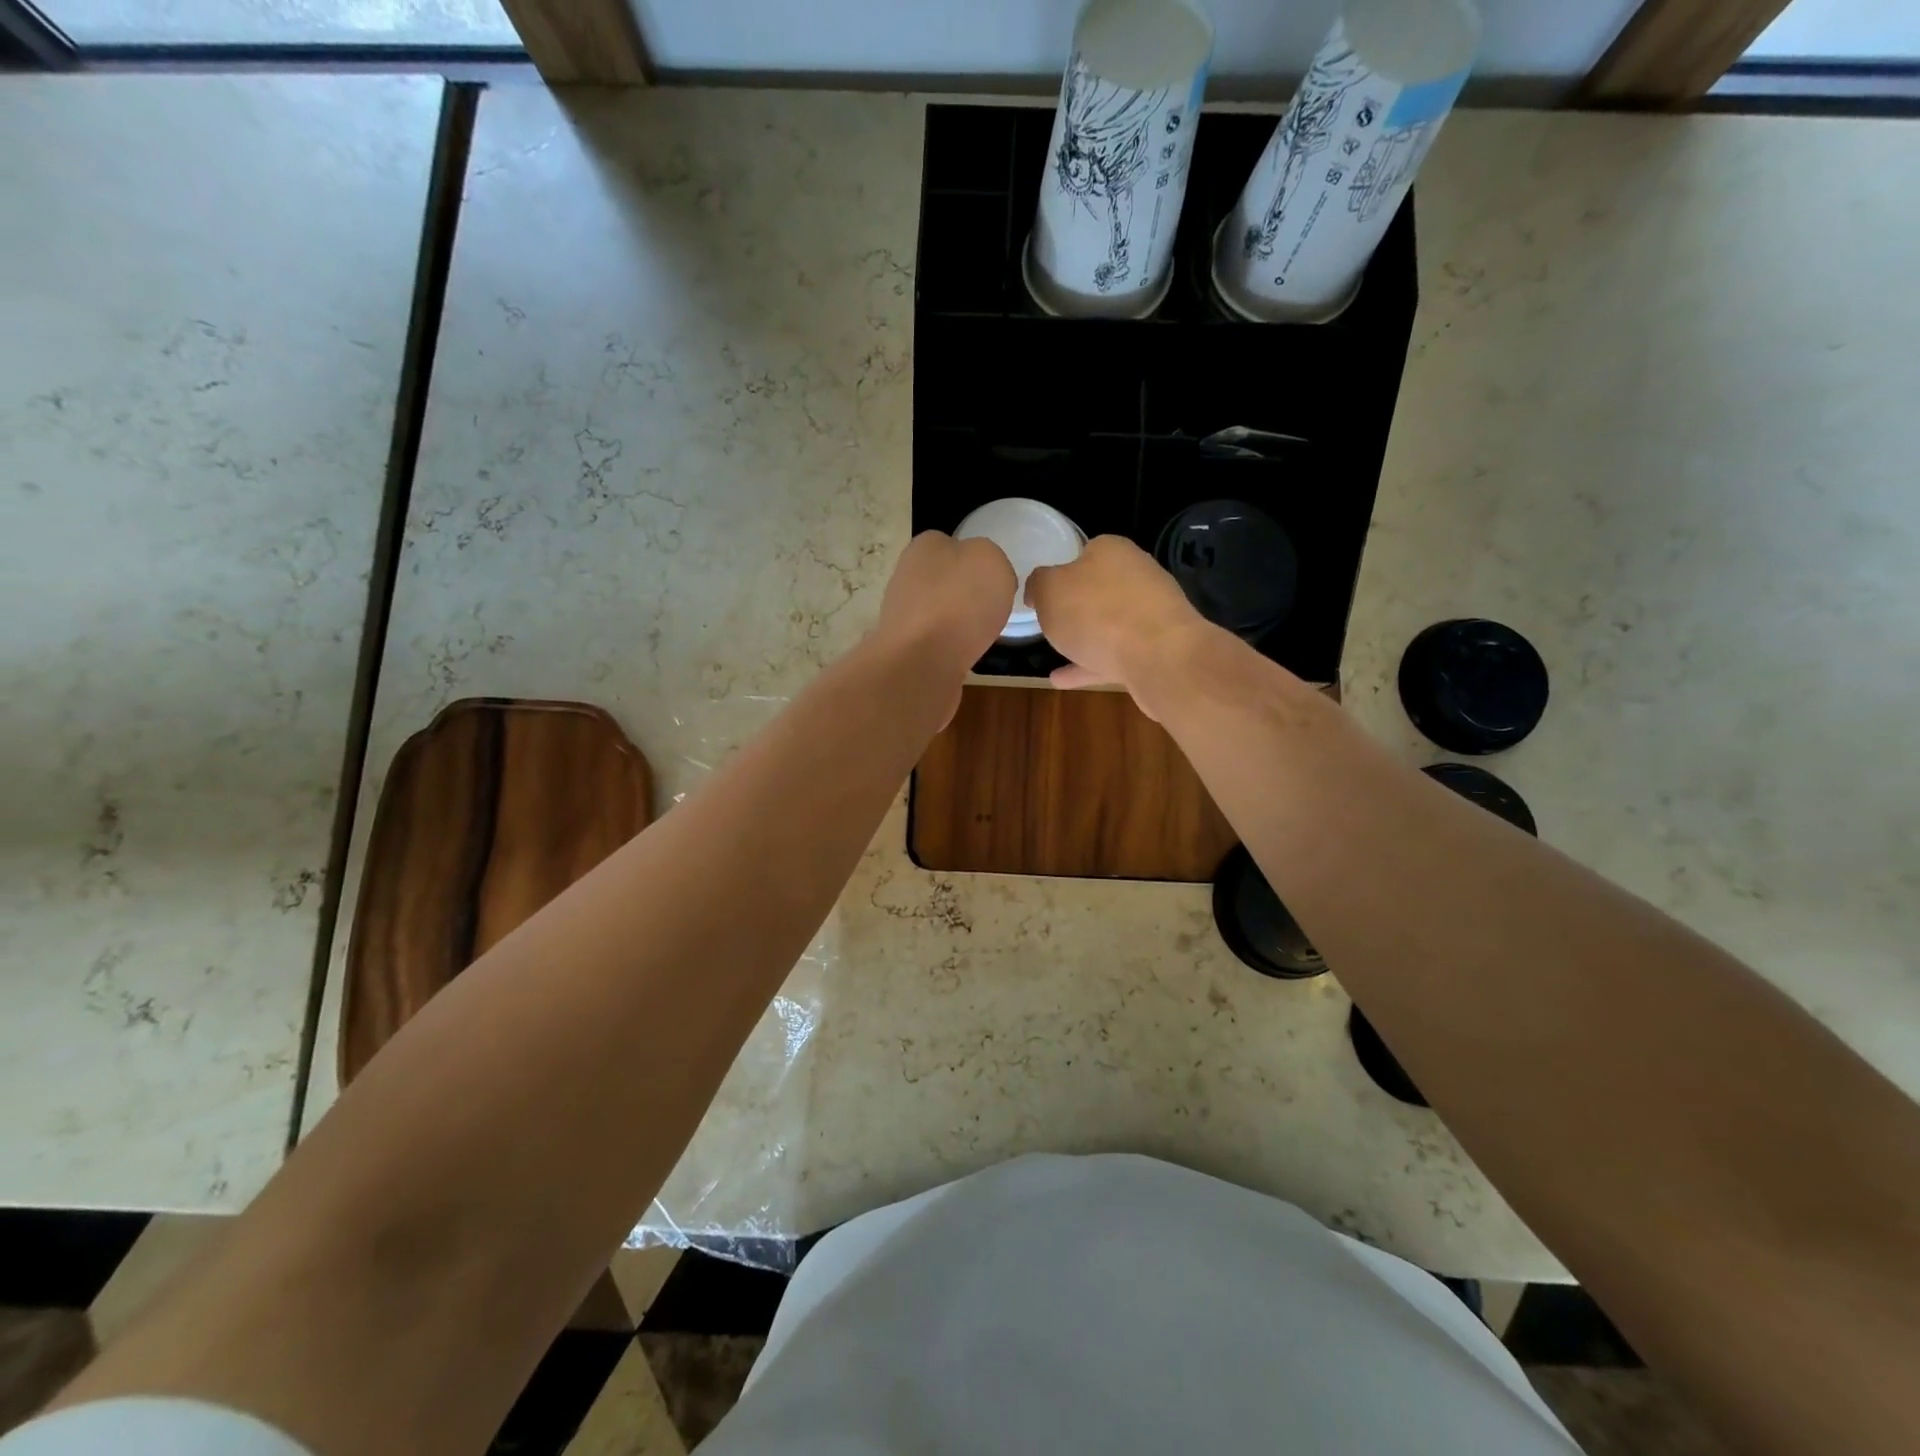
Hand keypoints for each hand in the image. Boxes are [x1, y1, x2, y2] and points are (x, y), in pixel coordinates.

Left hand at [871, 530, 1016, 680]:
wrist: (923, 661)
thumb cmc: (960, 602)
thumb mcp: (991, 560)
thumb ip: (989, 557)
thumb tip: (982, 573)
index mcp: (924, 546)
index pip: (950, 543)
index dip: (976, 560)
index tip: (994, 580)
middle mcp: (905, 574)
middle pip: (944, 579)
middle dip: (965, 593)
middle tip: (990, 608)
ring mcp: (900, 613)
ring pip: (938, 610)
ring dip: (957, 621)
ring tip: (978, 634)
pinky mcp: (903, 646)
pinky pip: (934, 640)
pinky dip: (949, 646)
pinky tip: (962, 654)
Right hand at [1027, 535, 1207, 699]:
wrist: (1159, 657)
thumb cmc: (1096, 613)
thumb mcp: (1049, 590)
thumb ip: (1038, 584)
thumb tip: (1038, 587)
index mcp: (1112, 551)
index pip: (1084, 552)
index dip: (1061, 571)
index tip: (1043, 594)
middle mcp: (1136, 576)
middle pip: (1099, 589)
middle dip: (1077, 605)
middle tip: (1049, 622)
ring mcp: (1150, 614)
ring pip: (1108, 625)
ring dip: (1083, 638)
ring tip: (1052, 654)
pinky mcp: (1156, 648)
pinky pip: (1114, 655)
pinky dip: (1088, 666)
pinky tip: (1061, 680)